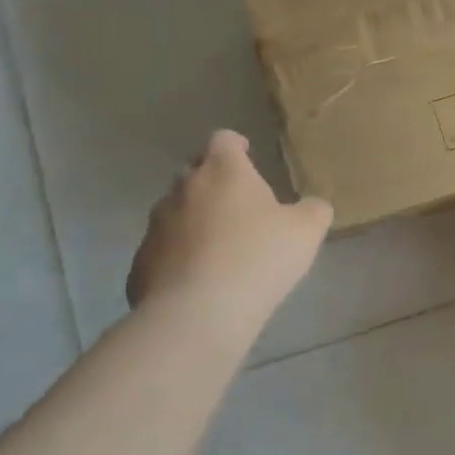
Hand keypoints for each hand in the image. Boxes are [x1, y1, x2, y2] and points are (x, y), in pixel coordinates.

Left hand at [126, 132, 332, 325]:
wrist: (197, 314)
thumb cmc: (258, 259)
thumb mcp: (306, 232)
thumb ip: (314, 211)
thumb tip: (313, 206)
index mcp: (222, 171)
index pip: (223, 140)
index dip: (236, 145)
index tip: (248, 156)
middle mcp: (183, 189)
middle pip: (195, 173)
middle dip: (214, 183)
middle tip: (238, 205)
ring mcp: (156, 226)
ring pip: (175, 212)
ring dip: (194, 220)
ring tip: (218, 246)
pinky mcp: (140, 263)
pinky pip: (163, 250)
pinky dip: (178, 257)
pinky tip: (198, 281)